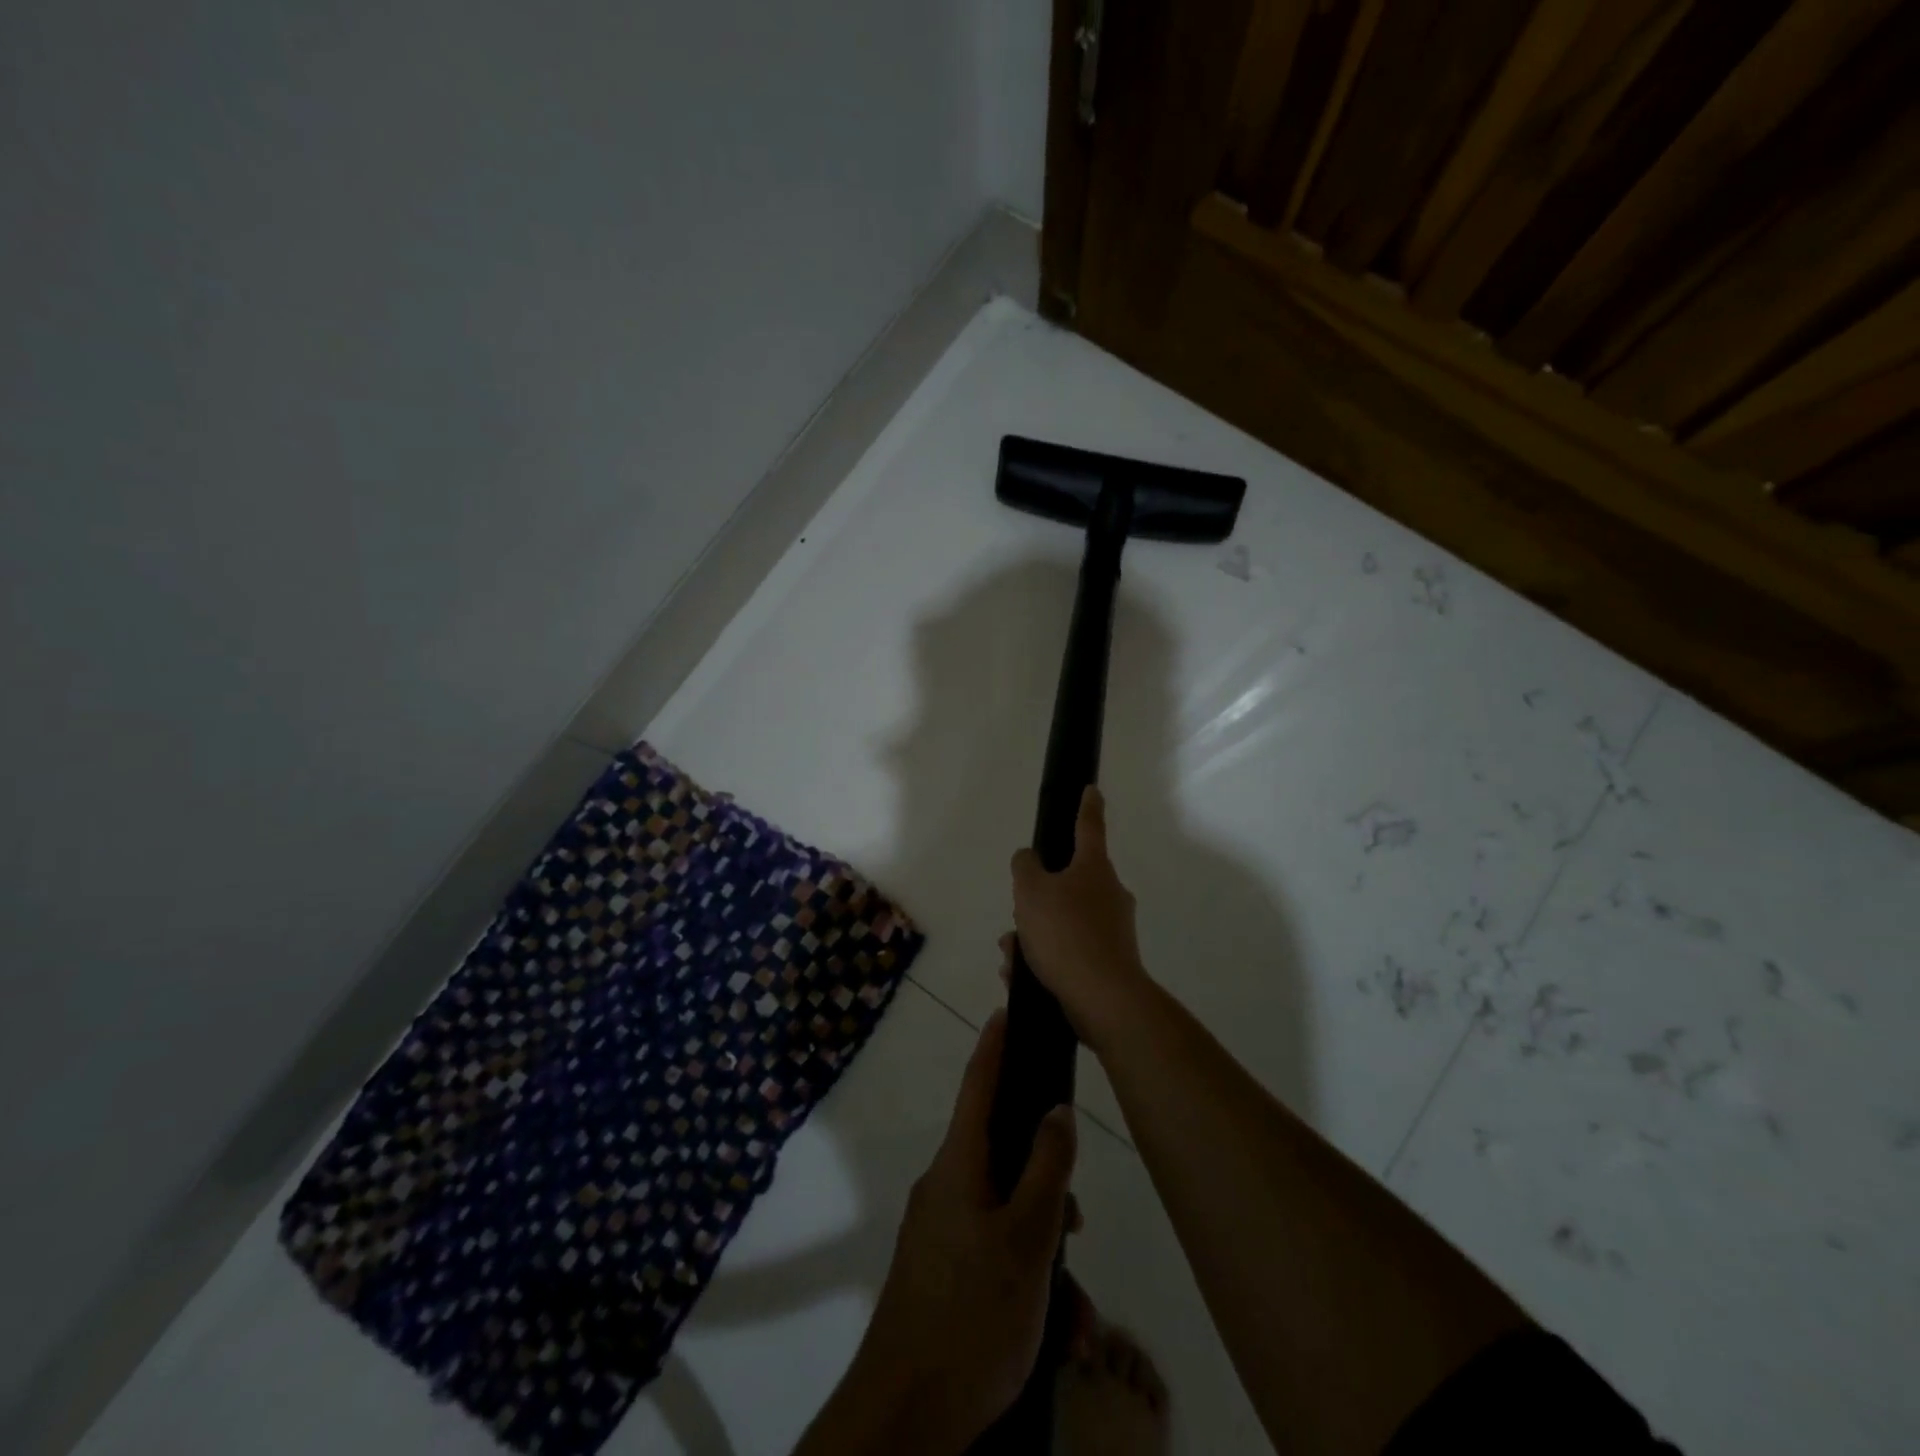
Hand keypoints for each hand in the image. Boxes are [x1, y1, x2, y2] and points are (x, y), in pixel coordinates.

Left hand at [799, 1009, 1078, 1455]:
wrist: (904, 1419)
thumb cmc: (971, 1314)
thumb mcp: (1026, 1240)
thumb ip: (1046, 1169)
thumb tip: (1056, 1109)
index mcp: (959, 1165)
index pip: (978, 1085)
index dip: (994, 1045)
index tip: (1005, 1010)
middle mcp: (946, 1187)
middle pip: (1004, 1157)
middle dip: (1047, 1185)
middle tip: (1077, 1222)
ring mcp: (941, 1232)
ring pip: (1007, 1215)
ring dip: (1046, 1253)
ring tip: (1077, 1312)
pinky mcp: (943, 1272)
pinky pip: (995, 1254)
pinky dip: (1028, 1281)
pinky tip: (1059, 1332)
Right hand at [1010, 786, 1152, 1051]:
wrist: (1103, 998)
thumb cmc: (1066, 934)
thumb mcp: (1031, 891)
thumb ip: (1025, 867)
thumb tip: (1030, 858)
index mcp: (1094, 868)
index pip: (1089, 827)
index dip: (1086, 806)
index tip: (1091, 790)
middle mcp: (1109, 894)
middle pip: (1068, 884)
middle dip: (1036, 900)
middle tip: (1016, 918)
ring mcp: (1113, 930)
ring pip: (1063, 921)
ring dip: (1034, 935)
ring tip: (1011, 956)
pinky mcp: (1109, 962)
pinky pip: (1069, 951)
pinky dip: (1044, 960)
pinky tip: (1021, 976)